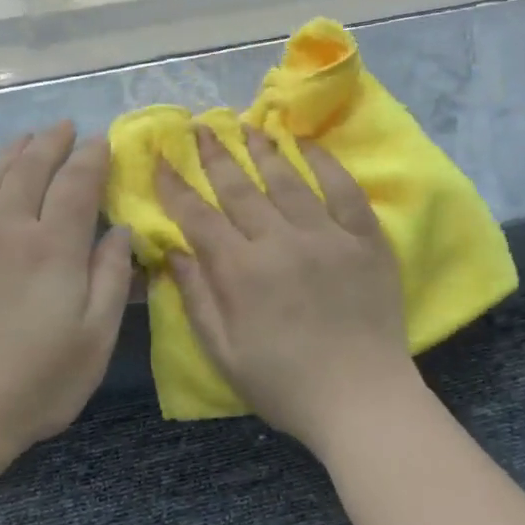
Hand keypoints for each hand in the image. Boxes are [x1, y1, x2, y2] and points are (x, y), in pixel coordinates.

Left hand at [0, 123, 133, 460]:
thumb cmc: (36, 382)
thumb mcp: (96, 338)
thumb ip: (112, 277)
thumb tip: (121, 231)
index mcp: (53, 247)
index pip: (77, 183)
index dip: (92, 157)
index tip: (103, 141)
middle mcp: (7, 229)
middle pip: (30, 168)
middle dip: (52, 142)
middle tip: (67, 127)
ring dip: (14, 151)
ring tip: (29, 139)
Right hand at [155, 126, 422, 455]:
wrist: (362, 398)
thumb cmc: (285, 384)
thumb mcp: (224, 354)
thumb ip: (197, 299)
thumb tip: (172, 252)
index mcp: (242, 272)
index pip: (199, 217)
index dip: (175, 186)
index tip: (160, 159)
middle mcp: (281, 242)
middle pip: (241, 188)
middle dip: (215, 156)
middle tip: (200, 127)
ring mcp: (327, 236)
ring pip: (288, 180)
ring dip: (263, 151)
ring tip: (247, 126)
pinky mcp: (365, 240)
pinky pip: (344, 190)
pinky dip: (325, 163)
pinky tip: (307, 144)